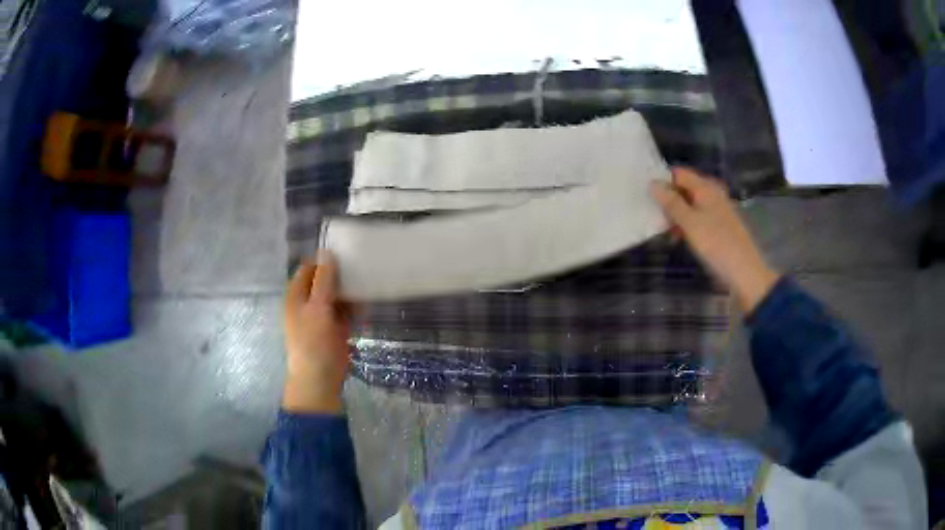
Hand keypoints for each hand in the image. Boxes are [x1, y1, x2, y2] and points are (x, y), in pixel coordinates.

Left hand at [283, 252, 354, 413]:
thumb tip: (327, 252)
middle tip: (361, 262)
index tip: (344, 251)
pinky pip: (346, 311)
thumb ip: (323, 280)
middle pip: (324, 281)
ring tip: (368, 277)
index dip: (323, 259)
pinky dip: (355, 306)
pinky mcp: (336, 327)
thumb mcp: (316, 306)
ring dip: (349, 290)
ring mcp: (323, 315)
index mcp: (297, 295)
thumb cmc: (312, 340)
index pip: (309, 268)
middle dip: (340, 274)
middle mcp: (309, 302)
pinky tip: (368, 299)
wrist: (319, 377)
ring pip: (337, 295)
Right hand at [650, 167, 779, 313]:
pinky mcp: (719, 226)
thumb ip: (671, 203)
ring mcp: (717, 210)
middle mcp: (712, 194)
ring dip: (676, 214)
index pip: (679, 173)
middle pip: (685, 188)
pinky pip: (698, 217)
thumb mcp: (690, 223)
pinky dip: (687, 224)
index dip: (662, 180)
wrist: (744, 272)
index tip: (645, 192)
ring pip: (690, 204)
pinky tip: (678, 237)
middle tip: (650, 213)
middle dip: (668, 198)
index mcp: (706, 188)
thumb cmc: (716, 244)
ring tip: (662, 229)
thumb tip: (652, 183)